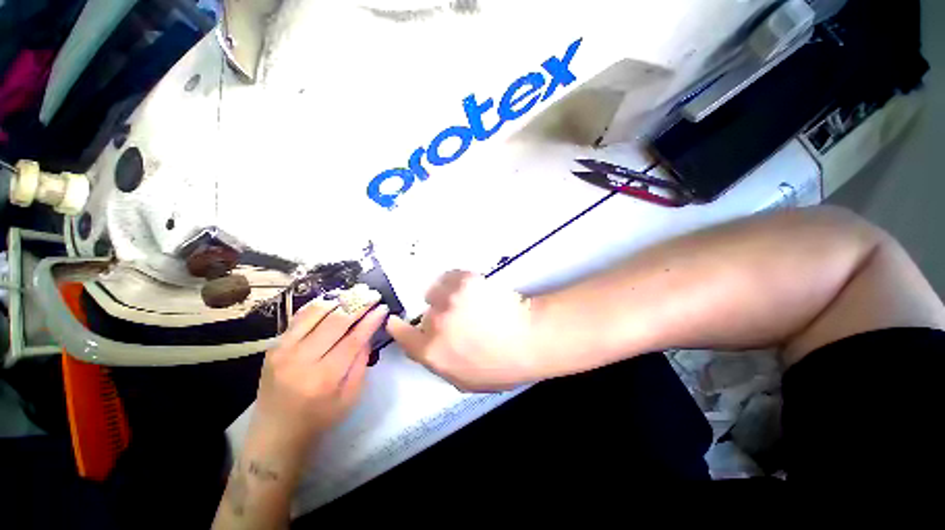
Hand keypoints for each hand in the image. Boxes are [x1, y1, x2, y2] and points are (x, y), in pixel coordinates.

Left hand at [250, 298, 388, 454]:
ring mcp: (284, 350)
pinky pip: (299, 317)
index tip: (383, 308)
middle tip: (373, 295)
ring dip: (339, 300)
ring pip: (316, 314)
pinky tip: (333, 299)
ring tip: (355, 293)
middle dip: (358, 305)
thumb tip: (367, 333)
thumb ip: (361, 363)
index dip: (370, 321)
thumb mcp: (351, 397)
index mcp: (325, 378)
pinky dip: (318, 305)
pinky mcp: (274, 346)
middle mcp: (302, 360)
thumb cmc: (319, 419)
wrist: (275, 432)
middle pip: (335, 322)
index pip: (353, 340)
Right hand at [386, 270, 538, 391]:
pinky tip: (471, 288)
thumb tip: (432, 349)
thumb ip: (442, 364)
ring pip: (435, 292)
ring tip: (466, 300)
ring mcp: (449, 299)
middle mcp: (434, 324)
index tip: (395, 320)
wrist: (529, 338)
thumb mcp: (466, 380)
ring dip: (445, 296)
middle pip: (425, 315)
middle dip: (437, 317)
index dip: (398, 327)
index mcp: (432, 352)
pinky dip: (456, 281)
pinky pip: (449, 276)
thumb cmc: (502, 366)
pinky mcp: (464, 280)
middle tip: (459, 318)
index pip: (403, 337)